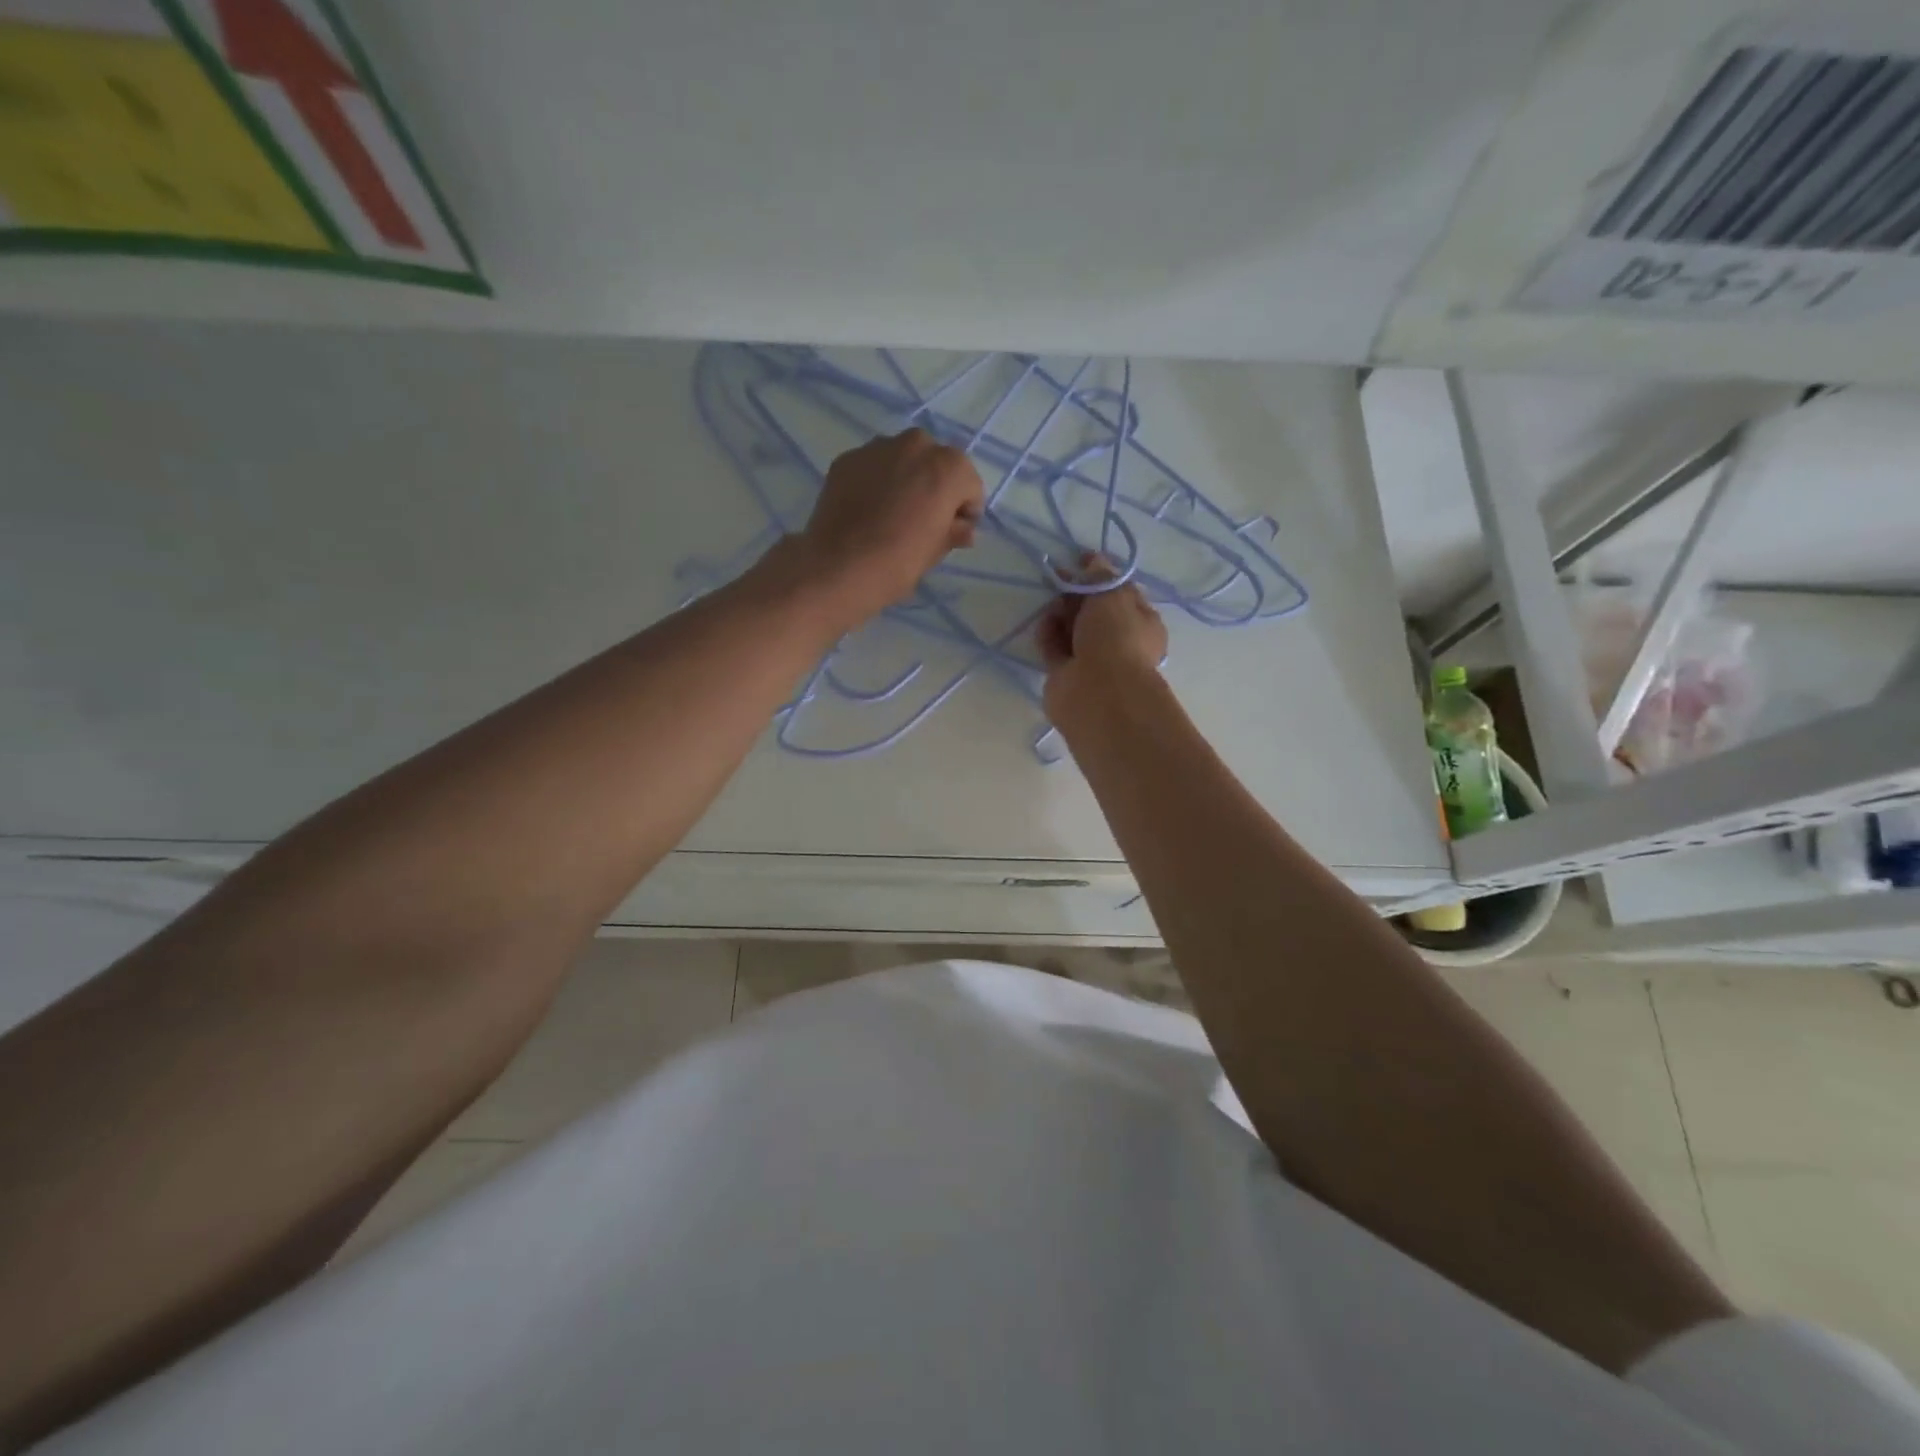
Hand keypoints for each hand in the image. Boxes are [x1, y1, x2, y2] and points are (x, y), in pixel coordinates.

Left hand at [784, 428, 983, 632]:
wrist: (838, 567)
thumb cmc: (898, 562)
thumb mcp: (935, 551)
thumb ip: (954, 532)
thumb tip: (963, 529)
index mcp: (947, 467)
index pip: (968, 483)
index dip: (964, 509)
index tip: (954, 530)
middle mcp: (915, 445)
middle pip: (936, 462)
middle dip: (935, 485)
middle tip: (923, 519)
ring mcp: (877, 448)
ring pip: (903, 458)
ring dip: (905, 478)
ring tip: (893, 513)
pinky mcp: (847, 458)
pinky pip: (874, 466)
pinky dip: (877, 481)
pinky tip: (868, 509)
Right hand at [1036, 555, 1168, 712]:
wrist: (1098, 691)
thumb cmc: (1115, 637)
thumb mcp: (1112, 594)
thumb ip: (1100, 575)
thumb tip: (1093, 561)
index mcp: (1142, 623)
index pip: (1121, 593)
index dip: (1101, 575)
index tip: (1080, 560)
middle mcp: (1119, 642)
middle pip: (1094, 610)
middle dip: (1076, 594)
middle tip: (1059, 580)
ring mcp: (1092, 660)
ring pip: (1072, 629)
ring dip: (1060, 615)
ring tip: (1052, 607)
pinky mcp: (1066, 674)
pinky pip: (1055, 648)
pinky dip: (1048, 635)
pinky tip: (1043, 625)